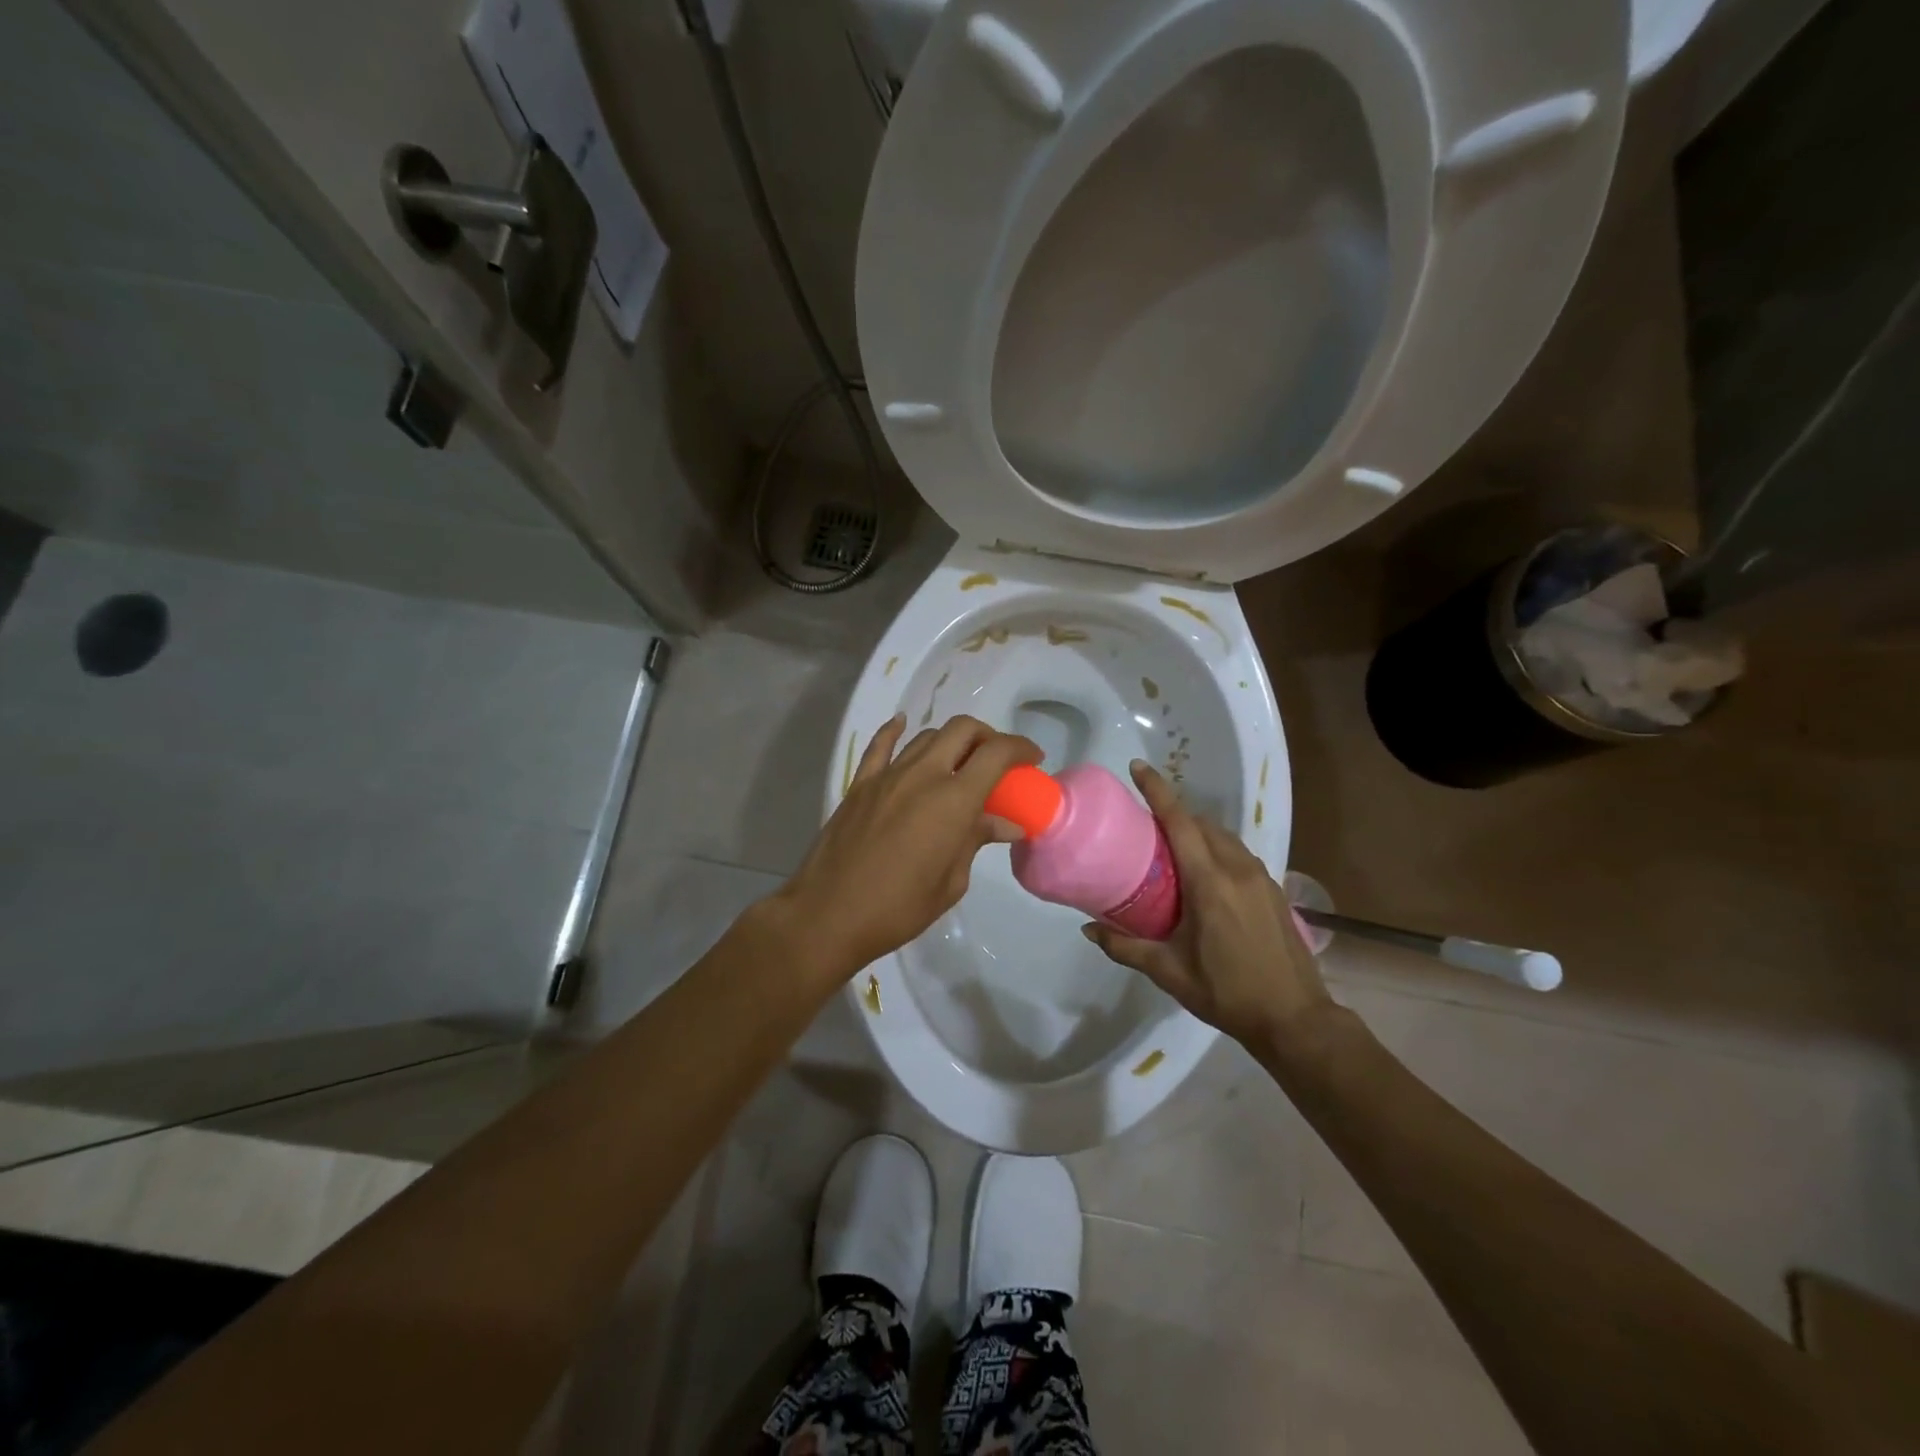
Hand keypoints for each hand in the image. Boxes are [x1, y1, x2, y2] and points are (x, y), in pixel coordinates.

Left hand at [776, 713, 1042, 980]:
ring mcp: (887, 775)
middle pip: (963, 730)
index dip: (1020, 748)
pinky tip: (902, 724)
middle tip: (998, 761)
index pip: (996, 753)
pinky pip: (880, 745)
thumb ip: (976, 841)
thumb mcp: (951, 881)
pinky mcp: (860, 784)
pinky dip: (895, 730)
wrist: (829, 914)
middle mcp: (923, 775)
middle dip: (988, 737)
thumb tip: (1007, 824)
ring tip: (960, 762)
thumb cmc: (899, 908)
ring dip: (951, 741)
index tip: (1033, 759)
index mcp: (953, 800)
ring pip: (927, 736)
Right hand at [1083, 762, 1330, 1049]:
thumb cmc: (1227, 993)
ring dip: (1198, 831)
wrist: (1296, 1020)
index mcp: (1210, 883)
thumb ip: (1126, 947)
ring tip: (1172, 848)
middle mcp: (1238, 870)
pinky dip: (1217, 849)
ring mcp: (1262, 878)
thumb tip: (1087, 930)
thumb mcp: (1169, 972)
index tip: (1138, 768)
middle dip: (1174, 813)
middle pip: (1202, 824)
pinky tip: (1205, 875)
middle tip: (1145, 824)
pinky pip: (1239, 854)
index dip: (1157, 791)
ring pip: (1224, 837)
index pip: (1180, 822)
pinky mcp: (1275, 891)